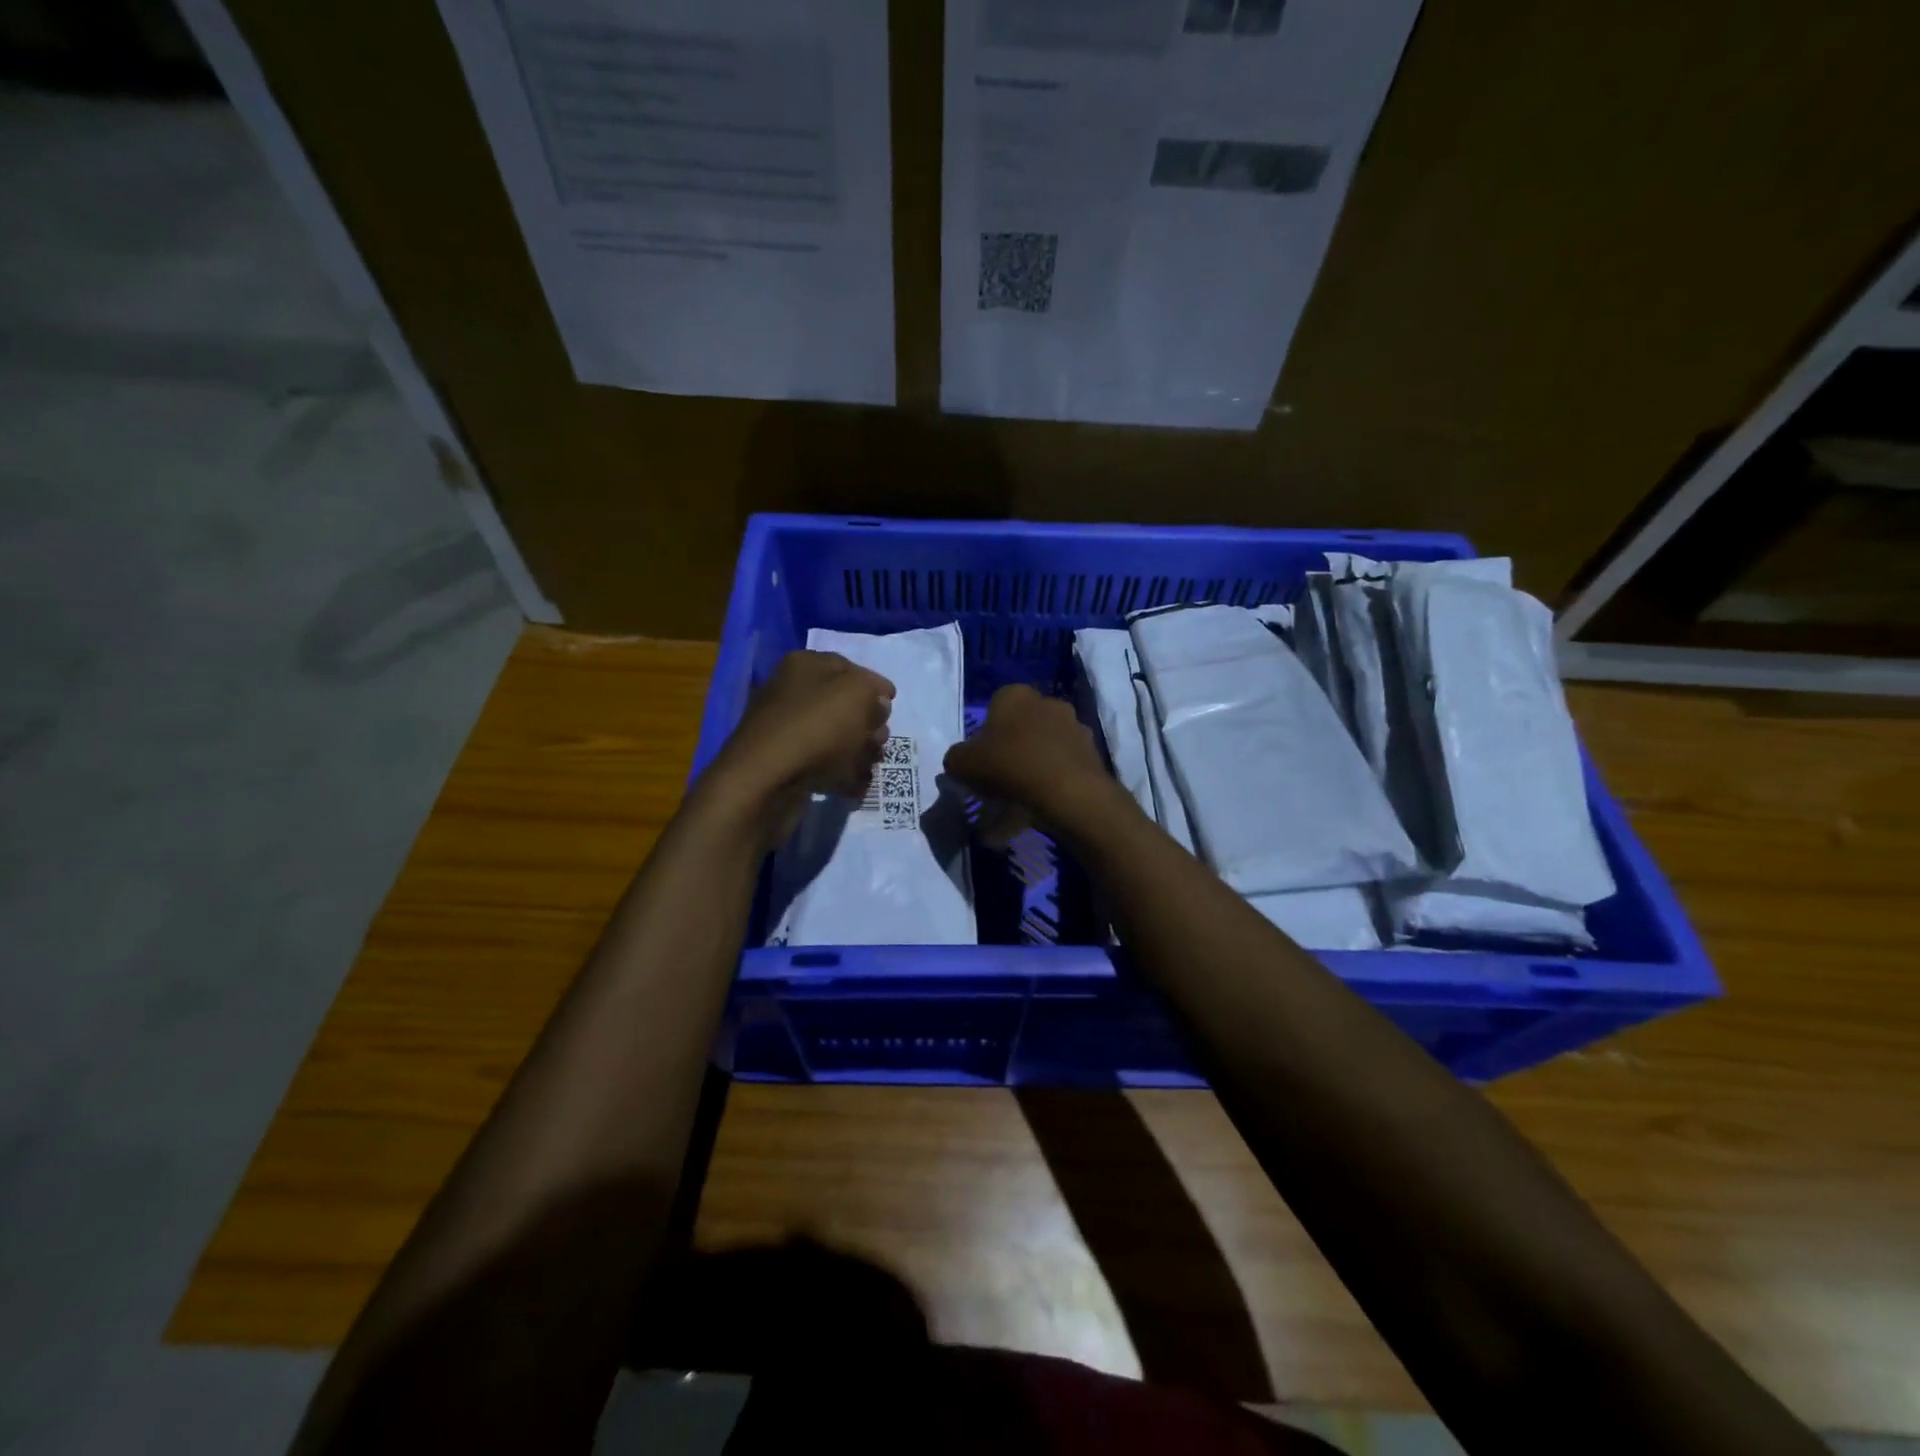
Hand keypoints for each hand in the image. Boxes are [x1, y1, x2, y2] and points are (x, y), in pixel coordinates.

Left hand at [703, 651, 894, 845]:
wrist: (766, 781)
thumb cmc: (816, 727)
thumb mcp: (857, 694)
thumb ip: (874, 692)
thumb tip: (877, 704)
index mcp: (805, 666)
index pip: (849, 667)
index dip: (874, 685)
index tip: (893, 703)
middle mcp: (792, 692)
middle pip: (843, 705)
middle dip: (868, 722)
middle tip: (880, 740)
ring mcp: (786, 730)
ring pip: (835, 737)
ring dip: (858, 751)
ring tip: (870, 765)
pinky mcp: (785, 764)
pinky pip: (823, 765)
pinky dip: (841, 774)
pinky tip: (855, 785)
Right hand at [943, 683, 1116, 842]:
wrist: (1069, 792)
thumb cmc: (1010, 765)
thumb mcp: (962, 763)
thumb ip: (956, 759)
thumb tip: (961, 763)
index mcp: (1017, 696)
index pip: (993, 709)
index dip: (982, 740)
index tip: (978, 765)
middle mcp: (1048, 705)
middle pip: (1018, 736)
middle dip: (1004, 765)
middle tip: (990, 794)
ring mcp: (1074, 731)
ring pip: (1038, 760)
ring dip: (1021, 787)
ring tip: (1003, 823)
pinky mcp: (1090, 759)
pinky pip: (1056, 778)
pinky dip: (1041, 798)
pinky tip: (1024, 825)